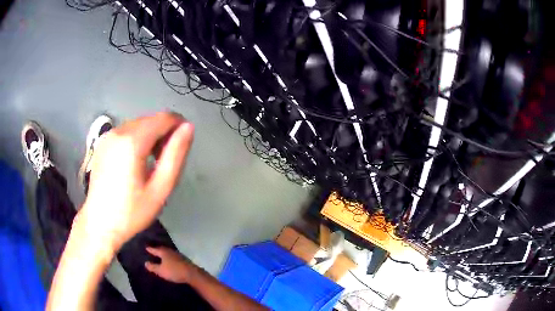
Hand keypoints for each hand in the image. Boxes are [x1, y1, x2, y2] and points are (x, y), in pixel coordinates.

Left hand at [77, 112, 194, 251]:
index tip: (185, 143)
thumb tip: (188, 128)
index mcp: (132, 142)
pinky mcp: (102, 143)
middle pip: (150, 120)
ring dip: (151, 136)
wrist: (99, 224)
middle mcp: (119, 131)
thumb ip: (175, 156)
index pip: (164, 118)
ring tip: (152, 162)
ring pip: (138, 124)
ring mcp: (108, 136)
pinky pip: (126, 132)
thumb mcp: (160, 189)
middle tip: (167, 160)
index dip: (179, 125)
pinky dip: (137, 139)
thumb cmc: (131, 212)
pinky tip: (135, 161)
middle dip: (164, 133)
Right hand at [145, 246, 191, 282]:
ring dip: (164, 254)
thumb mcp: (161, 271)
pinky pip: (174, 257)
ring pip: (169, 252)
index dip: (150, 249)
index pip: (155, 249)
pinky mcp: (184, 260)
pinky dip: (170, 258)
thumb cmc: (174, 271)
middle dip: (157, 250)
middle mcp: (171, 251)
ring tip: (160, 255)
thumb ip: (153, 267)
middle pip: (162, 249)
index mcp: (164, 252)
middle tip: (153, 250)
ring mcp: (178, 255)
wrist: (192, 274)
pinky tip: (170, 260)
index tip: (146, 247)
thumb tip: (146, 262)